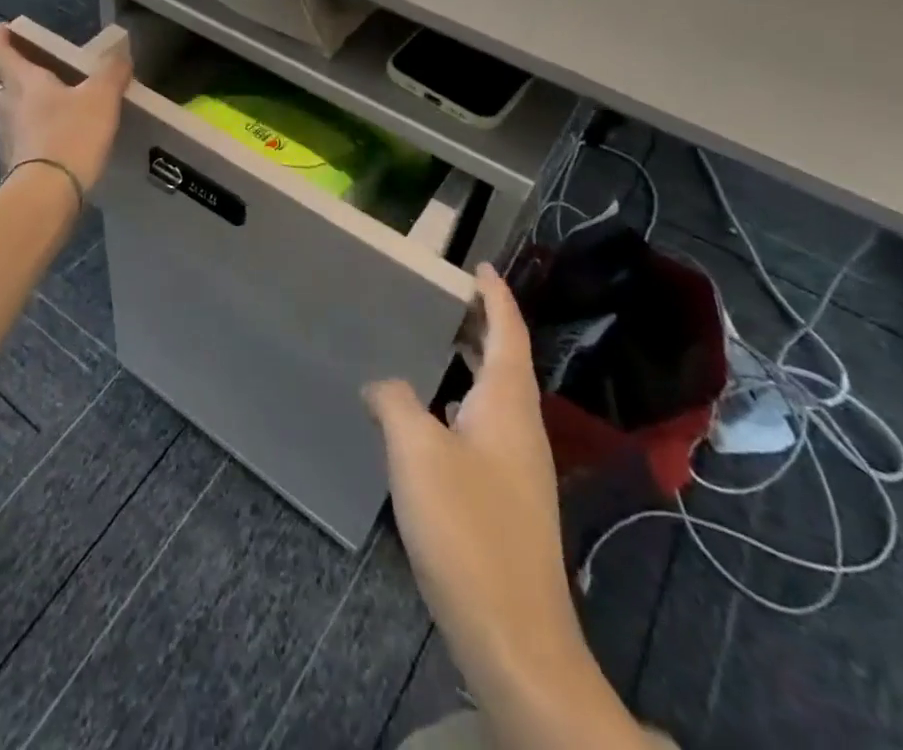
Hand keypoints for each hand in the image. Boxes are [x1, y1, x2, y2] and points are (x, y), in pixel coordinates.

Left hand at [0, 25, 131, 196]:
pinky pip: (14, 135)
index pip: (0, 51)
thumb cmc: (71, 135)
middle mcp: (5, 104)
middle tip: (22, 62)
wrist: (46, 195)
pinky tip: (44, 134)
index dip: (1, 38)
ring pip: (3, 108)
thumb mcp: (101, 98)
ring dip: (15, 99)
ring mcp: (4, 135)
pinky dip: (24, 128)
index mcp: (23, 81)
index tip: (4, 28)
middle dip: (4, 67)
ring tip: (38, 98)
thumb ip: (112, 72)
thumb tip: (120, 53)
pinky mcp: (11, 162)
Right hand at [365, 266, 578, 661]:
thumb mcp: (416, 450)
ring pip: (494, 396)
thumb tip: (381, 384)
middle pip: (505, 361)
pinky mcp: (506, 499)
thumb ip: (394, 401)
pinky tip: (427, 416)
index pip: (508, 332)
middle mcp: (520, 428)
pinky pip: (483, 426)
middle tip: (443, 298)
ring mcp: (517, 467)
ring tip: (431, 345)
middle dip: (481, 325)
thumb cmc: (467, 528)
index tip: (480, 265)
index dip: (496, 296)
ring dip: (469, 364)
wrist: (514, 637)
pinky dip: (459, 401)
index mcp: (507, 404)